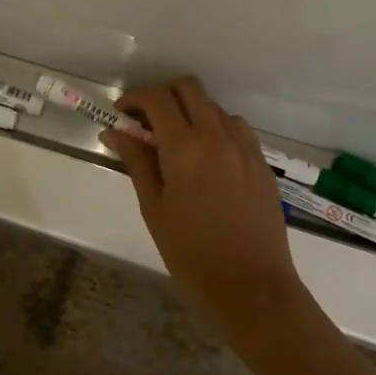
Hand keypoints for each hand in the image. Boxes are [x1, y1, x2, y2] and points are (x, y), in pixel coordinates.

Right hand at [104, 77, 299, 322]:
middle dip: (163, 96)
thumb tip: (114, 132)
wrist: (251, 285)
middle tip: (147, 122)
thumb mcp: (154, 209)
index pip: (157, 99)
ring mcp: (244, 147)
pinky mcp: (261, 162)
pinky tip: (208, 156)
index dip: (135, 98)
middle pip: (188, 88)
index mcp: (185, 148)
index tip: (122, 113)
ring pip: (213, 106)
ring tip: (177, 142)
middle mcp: (217, 136)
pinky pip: (236, 127)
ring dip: (190, 112)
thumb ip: (137, 163)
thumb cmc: (192, 253)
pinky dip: (216, 127)